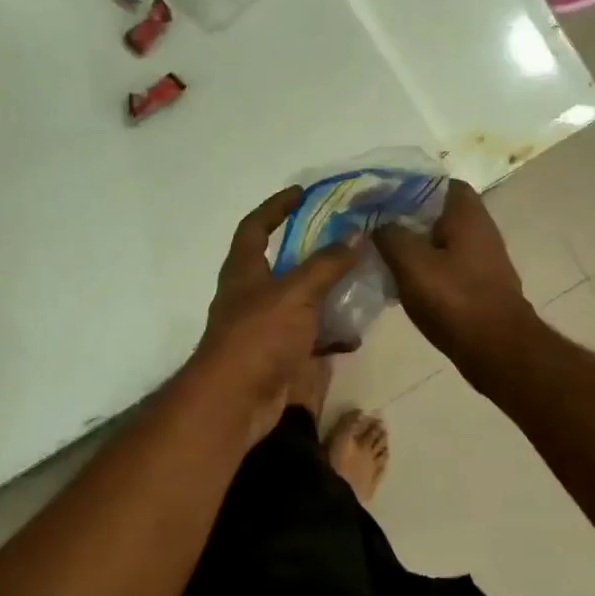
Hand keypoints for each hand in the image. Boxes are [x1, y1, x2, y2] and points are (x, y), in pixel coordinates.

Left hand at [189, 188, 359, 444]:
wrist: (235, 402)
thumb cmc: (258, 336)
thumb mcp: (296, 293)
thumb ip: (326, 264)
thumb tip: (355, 235)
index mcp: (244, 271)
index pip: (256, 226)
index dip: (276, 207)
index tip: (302, 193)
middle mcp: (249, 295)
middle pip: (280, 264)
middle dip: (310, 251)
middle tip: (345, 240)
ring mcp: (261, 328)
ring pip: (297, 302)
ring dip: (324, 294)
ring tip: (359, 283)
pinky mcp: (274, 357)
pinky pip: (306, 338)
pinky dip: (328, 335)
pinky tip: (354, 335)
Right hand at [373, 180, 535, 372]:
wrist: (496, 348)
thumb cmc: (454, 299)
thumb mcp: (411, 263)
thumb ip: (390, 236)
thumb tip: (379, 224)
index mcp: (467, 214)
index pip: (438, 182)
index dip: (408, 186)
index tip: (380, 197)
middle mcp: (480, 230)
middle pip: (438, 212)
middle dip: (406, 217)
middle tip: (373, 226)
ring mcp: (482, 259)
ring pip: (440, 241)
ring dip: (414, 245)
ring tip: (381, 253)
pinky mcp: (478, 285)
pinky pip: (446, 265)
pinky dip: (425, 267)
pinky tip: (402, 281)